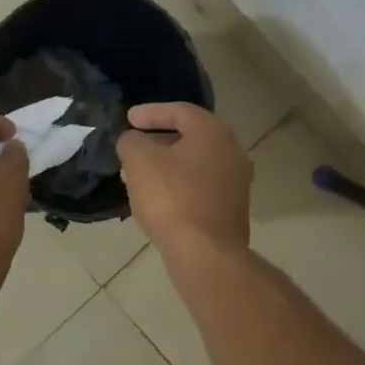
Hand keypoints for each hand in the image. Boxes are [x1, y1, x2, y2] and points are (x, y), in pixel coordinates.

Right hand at [116, 102, 252, 255]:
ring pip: (195, 163)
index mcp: (213, 132)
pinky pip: (200, 186)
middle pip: (190, 136)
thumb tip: (132, 141)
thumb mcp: (139, 161)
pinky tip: (157, 197)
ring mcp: (236, 182)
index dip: (149, 113)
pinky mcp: (232, 209)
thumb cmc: (171, 198)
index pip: (180, 111)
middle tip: (133, 146)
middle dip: (158, 139)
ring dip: (167, 164)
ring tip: (138, 173)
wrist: (206, 254)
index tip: (128, 119)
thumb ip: (131, 141)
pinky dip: (178, 184)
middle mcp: (232, 151)